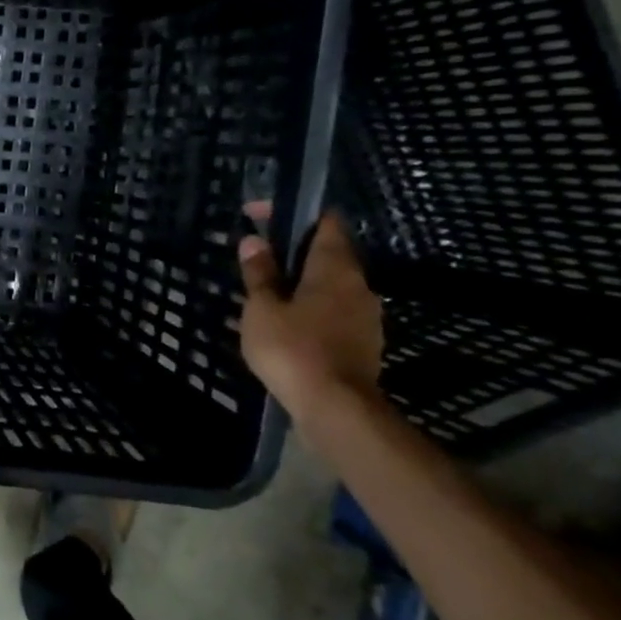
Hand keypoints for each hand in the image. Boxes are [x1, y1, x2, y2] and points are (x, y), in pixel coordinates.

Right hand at [237, 202, 383, 421]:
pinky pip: (336, 311)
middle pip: (330, 254)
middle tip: (260, 258)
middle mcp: (358, 285)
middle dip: (296, 251)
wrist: (336, 407)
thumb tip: (254, 241)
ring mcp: (366, 315)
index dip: (295, 213)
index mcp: (334, 268)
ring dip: (305, 281)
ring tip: (270, 292)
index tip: (261, 215)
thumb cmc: (292, 348)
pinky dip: (313, 307)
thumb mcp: (262, 308)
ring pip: (333, 285)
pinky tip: (290, 323)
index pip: (325, 223)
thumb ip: (259, 274)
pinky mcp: (364, 342)